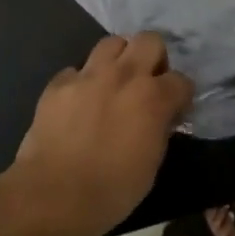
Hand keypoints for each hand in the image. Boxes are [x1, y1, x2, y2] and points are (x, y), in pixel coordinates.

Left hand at [7, 33, 193, 235]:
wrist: (53, 195)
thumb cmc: (111, 190)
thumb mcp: (151, 164)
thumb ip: (159, 130)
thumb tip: (160, 118)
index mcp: (152, 98)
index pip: (181, 80)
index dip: (180, 96)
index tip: (174, 111)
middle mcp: (123, 75)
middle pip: (149, 40)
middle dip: (154, 58)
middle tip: (147, 83)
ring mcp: (87, 75)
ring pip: (111, 43)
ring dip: (119, 59)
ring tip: (114, 83)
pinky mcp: (58, 83)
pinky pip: (76, 70)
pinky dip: (82, 81)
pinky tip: (79, 102)